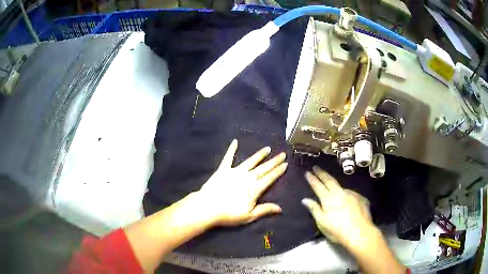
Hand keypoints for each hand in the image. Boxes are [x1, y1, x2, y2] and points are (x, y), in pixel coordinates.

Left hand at [193, 139, 287, 226]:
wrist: (208, 207)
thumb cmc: (229, 214)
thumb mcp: (249, 216)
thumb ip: (265, 210)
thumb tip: (280, 209)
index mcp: (254, 188)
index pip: (270, 178)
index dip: (278, 171)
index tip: (285, 164)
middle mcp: (247, 177)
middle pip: (263, 168)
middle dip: (274, 161)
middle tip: (282, 154)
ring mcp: (235, 172)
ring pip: (250, 161)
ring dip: (259, 155)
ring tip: (268, 148)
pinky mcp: (223, 170)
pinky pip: (228, 158)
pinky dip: (231, 150)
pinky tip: (235, 141)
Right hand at [302, 166, 374, 246]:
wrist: (360, 233)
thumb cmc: (338, 231)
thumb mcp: (322, 223)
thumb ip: (314, 209)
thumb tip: (305, 199)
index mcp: (328, 199)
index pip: (318, 186)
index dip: (312, 179)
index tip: (307, 172)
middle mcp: (340, 193)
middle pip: (329, 180)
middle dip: (322, 173)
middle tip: (316, 167)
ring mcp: (352, 194)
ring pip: (341, 187)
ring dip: (335, 186)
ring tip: (333, 189)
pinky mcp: (361, 198)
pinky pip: (350, 194)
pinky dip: (346, 195)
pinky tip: (347, 201)